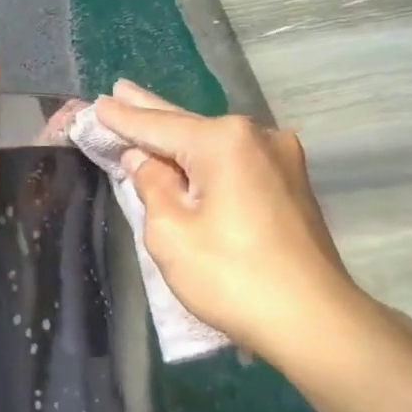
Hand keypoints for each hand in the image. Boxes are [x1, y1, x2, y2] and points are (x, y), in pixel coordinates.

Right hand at [94, 81, 366, 359]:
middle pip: (188, 125)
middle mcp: (257, 136)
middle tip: (119, 90)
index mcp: (224, 141)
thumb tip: (145, 160)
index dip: (123, 119)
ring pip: (214, 144)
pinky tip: (189, 155)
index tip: (98, 103)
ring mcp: (281, 159)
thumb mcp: (170, 232)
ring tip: (148, 116)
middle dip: (150, 111)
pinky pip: (236, 162)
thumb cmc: (231, 276)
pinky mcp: (291, 185)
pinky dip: (207, 159)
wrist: (313, 320)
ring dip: (180, 137)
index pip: (158, 125)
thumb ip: (151, 185)